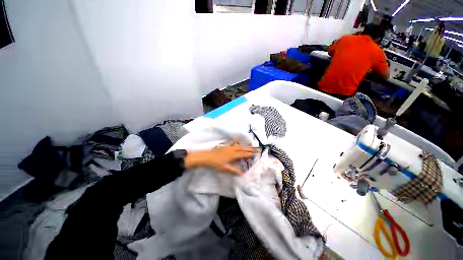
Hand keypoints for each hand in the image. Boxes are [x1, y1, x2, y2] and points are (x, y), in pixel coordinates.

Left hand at [184, 145, 253, 174]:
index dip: (250, 154)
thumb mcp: (225, 168)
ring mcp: (229, 147)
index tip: (256, 153)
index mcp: (233, 155)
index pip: (244, 154)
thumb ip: (234, 170)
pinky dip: (237, 142)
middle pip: (243, 149)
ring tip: (250, 146)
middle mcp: (233, 150)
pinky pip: (233, 143)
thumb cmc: (216, 163)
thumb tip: (243, 174)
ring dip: (245, 146)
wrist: (208, 157)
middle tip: (256, 148)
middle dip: (250, 149)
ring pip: (239, 146)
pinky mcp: (226, 146)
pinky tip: (237, 140)